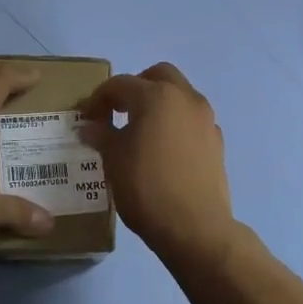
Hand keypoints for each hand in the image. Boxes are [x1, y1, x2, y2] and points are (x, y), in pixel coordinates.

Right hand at [79, 63, 236, 261]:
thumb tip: (89, 127)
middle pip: (158, 76)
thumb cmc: (146, 188)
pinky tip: (162, 150)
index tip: (86, 118)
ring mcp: (205, 119)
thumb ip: (102, 136)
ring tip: (139, 131)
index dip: (98, 99)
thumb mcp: (113, 160)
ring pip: (179, 95)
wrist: (195, 227)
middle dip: (135, 87)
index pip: (120, 85)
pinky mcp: (216, 141)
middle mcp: (185, 98)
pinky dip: (175, 123)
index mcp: (156, 96)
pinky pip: (191, 120)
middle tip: (117, 111)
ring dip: (158, 103)